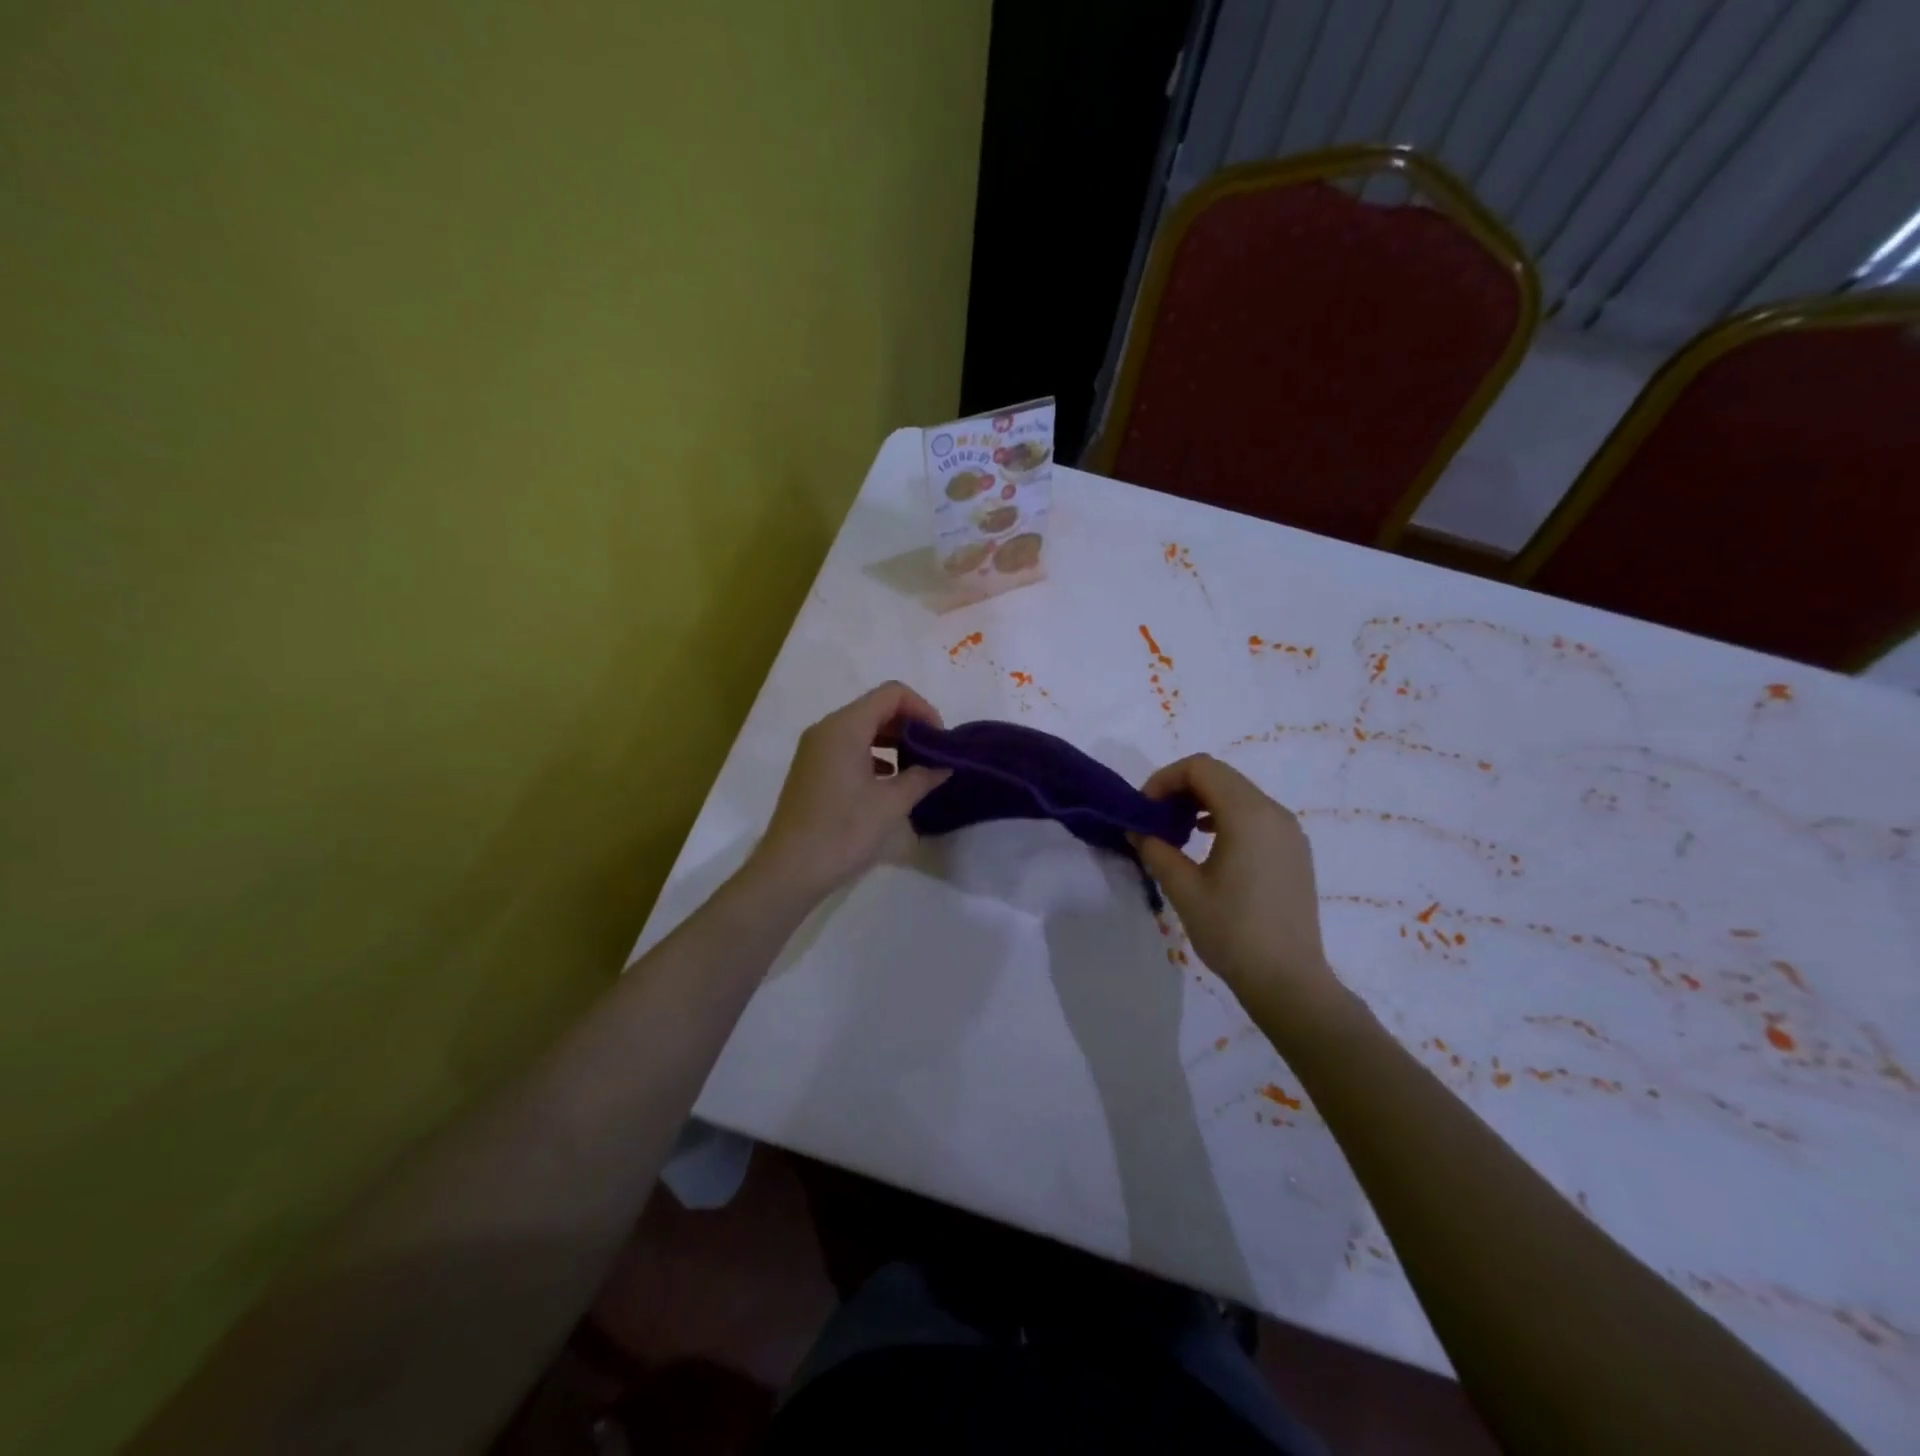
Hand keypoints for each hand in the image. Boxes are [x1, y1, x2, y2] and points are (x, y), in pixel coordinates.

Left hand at [749, 682, 951, 903]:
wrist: (790, 870)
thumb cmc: (842, 831)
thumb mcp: (891, 804)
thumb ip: (922, 778)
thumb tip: (943, 767)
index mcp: (845, 727)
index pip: (892, 694)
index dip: (922, 709)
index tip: (940, 740)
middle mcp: (827, 729)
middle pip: (876, 708)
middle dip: (910, 726)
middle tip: (934, 755)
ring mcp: (815, 750)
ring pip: (863, 729)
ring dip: (893, 742)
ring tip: (917, 770)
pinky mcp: (812, 770)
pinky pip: (849, 748)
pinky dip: (874, 756)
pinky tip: (890, 784)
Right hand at [1133, 754, 1343, 1015]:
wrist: (1288, 981)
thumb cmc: (1232, 932)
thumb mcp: (1183, 889)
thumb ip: (1155, 849)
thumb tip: (1137, 829)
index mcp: (1248, 815)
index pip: (1201, 768)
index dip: (1164, 779)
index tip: (1143, 809)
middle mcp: (1274, 813)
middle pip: (1220, 776)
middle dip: (1181, 789)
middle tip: (1154, 819)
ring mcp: (1289, 831)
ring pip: (1238, 794)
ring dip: (1202, 802)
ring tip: (1177, 833)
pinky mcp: (1294, 851)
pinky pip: (1255, 815)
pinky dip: (1225, 817)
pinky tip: (1207, 845)